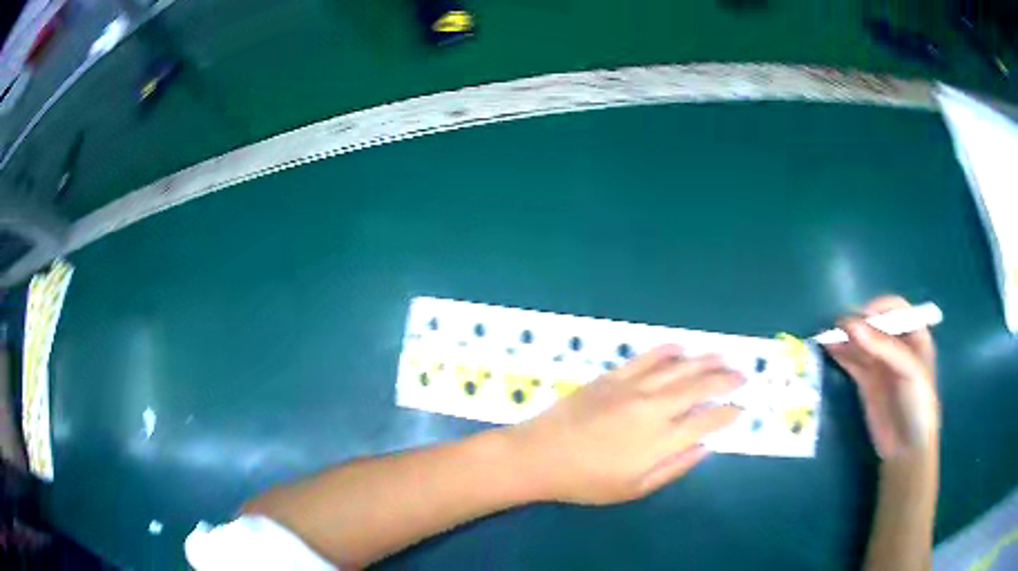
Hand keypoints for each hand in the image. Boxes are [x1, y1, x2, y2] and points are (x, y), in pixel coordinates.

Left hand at [506, 345, 741, 504]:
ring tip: (724, 357)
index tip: (742, 408)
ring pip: (679, 368)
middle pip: (700, 387)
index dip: (728, 414)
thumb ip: (674, 468)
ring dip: (706, 361)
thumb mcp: (634, 489)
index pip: (708, 421)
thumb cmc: (586, 481)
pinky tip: (682, 348)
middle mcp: (653, 408)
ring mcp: (633, 388)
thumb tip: (705, 447)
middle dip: (726, 380)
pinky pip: (646, 358)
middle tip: (743, 375)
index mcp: (661, 440)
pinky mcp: (613, 376)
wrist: (539, 455)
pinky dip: (667, 351)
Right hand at [826, 296, 939, 461]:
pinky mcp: (866, 381)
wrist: (907, 448)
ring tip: (826, 336)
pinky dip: (840, 353)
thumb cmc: (917, 403)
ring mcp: (880, 364)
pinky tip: (828, 348)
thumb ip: (883, 347)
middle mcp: (896, 345)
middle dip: (857, 322)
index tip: (861, 319)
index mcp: (914, 334)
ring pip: (861, 342)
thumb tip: (850, 325)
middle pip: (874, 323)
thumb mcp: (908, 370)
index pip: (895, 308)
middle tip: (837, 327)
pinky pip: (852, 361)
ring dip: (845, 337)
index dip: (878, 308)